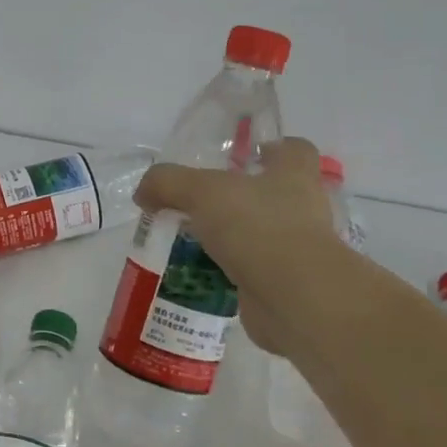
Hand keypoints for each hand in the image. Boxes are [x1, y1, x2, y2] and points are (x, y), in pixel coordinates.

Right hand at [133, 138, 345, 356]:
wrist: (294, 298)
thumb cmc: (257, 227)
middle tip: (201, 201)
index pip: (295, 150)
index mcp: (293, 175)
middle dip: (240, 198)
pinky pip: (251, 272)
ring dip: (231, 237)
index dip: (273, 148)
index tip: (247, 156)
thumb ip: (167, 184)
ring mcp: (297, 250)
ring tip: (190, 240)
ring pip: (260, 234)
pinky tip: (197, 274)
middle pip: (274, 194)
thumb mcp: (201, 192)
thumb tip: (144, 193)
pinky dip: (228, 272)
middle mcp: (302, 209)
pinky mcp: (284, 285)